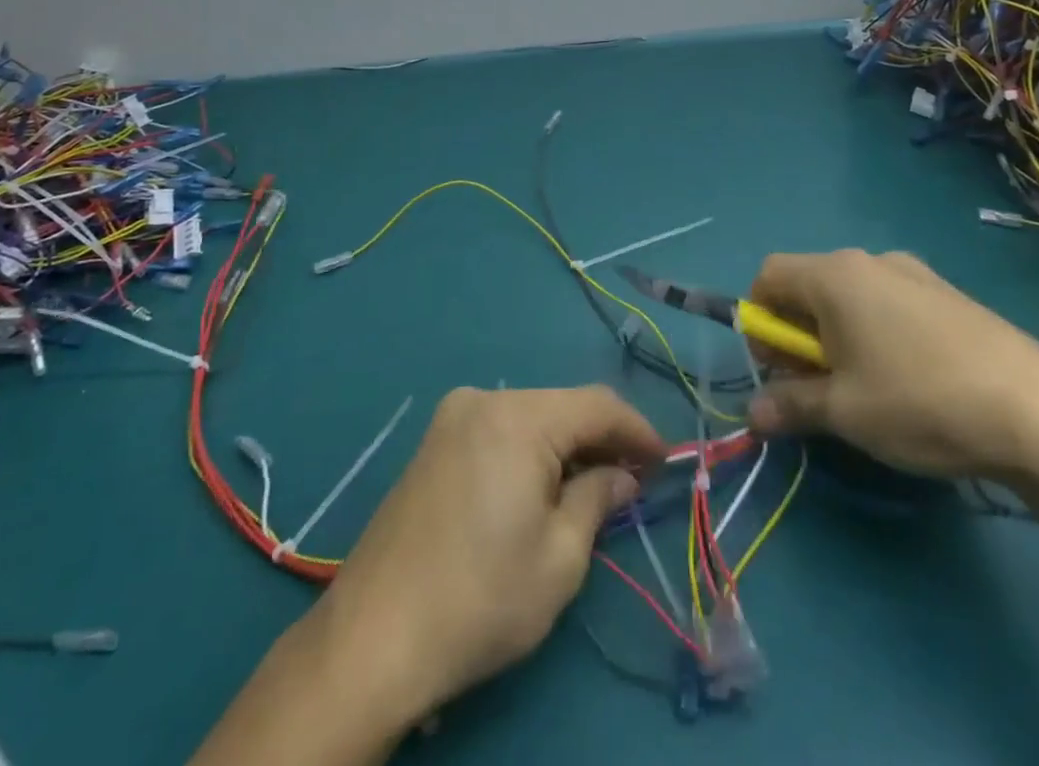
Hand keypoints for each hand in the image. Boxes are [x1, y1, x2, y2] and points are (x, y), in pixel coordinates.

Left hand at [313, 385, 664, 723]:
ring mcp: (451, 419)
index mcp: (517, 418)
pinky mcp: (433, 443)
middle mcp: (483, 400)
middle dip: (601, 440)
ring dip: (566, 446)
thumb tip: (621, 475)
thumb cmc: (480, 599)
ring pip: (530, 418)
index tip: (666, 461)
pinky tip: (541, 488)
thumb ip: (597, 500)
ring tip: (592, 488)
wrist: (373, 638)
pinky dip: (530, 452)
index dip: (637, 429)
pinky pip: (499, 431)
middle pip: (561, 407)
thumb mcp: (559, 559)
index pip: (596, 405)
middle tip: (632, 480)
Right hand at [744, 250, 1038, 477]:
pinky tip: (912, 381)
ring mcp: (916, 275)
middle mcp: (870, 261)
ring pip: (852, 297)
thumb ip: (790, 405)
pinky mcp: (951, 296)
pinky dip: (878, 333)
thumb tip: (753, 414)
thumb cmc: (919, 402)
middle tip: (819, 386)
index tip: (778, 368)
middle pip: (810, 285)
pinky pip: (892, 304)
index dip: (759, 320)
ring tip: (867, 388)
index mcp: (834, 276)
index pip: (769, 276)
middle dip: (799, 333)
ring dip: (839, 335)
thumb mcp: (844, 412)